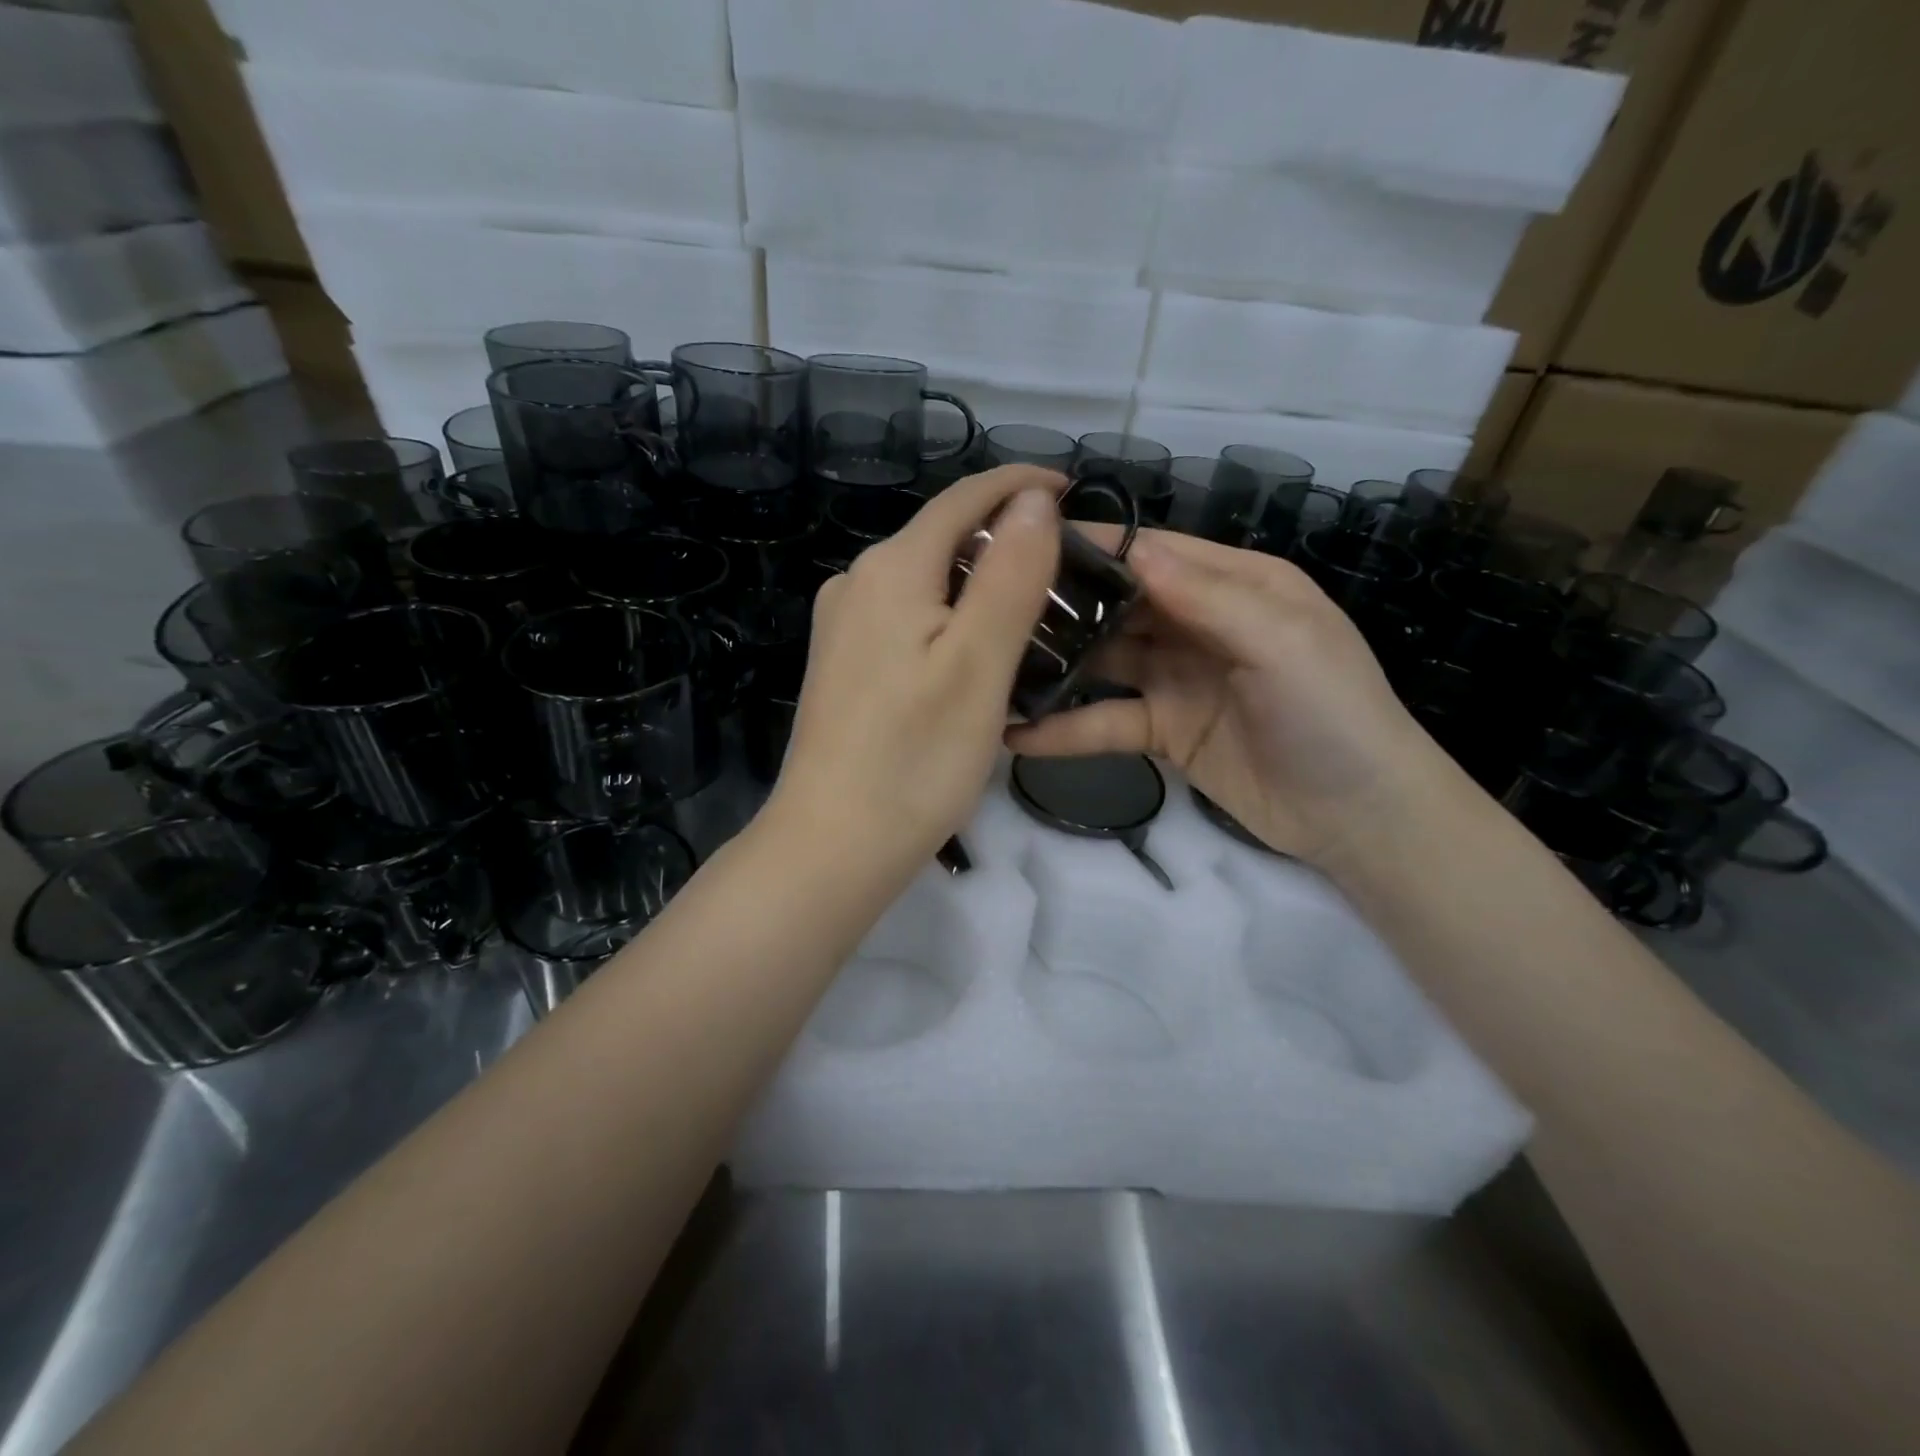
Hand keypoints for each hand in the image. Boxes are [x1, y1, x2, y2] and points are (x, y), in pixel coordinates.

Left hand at [767, 466, 1062, 877]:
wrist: (832, 844)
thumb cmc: (915, 758)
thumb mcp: (979, 663)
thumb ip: (1010, 573)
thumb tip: (1033, 500)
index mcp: (891, 568)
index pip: (964, 499)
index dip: (1020, 485)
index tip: (1074, 492)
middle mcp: (858, 583)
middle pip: (944, 538)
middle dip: (1005, 541)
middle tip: (1070, 572)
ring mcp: (844, 626)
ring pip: (928, 582)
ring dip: (982, 585)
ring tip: (1038, 614)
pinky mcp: (845, 665)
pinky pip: (909, 620)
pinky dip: (953, 621)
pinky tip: (980, 655)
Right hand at [1006, 528, 1449, 866]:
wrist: (1359, 818)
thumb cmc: (1332, 713)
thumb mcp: (1280, 641)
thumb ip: (1207, 595)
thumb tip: (1133, 548)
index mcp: (1236, 585)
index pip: (1154, 553)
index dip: (1095, 546)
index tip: (1024, 542)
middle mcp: (1201, 624)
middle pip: (1120, 604)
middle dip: (1063, 605)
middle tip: (990, 608)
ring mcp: (1178, 680)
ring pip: (1105, 662)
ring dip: (1056, 665)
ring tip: (993, 666)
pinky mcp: (1164, 732)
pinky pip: (1107, 722)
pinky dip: (1067, 729)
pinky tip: (1018, 734)